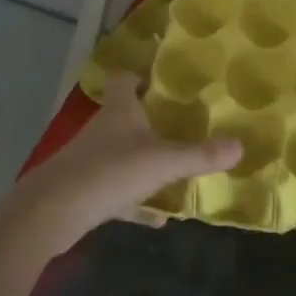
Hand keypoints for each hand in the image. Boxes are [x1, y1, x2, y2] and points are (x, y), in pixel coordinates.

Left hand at [17, 73, 241, 246]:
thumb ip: (201, 155)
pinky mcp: (85, 191)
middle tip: (179, 125)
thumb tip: (240, 145)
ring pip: (120, 155)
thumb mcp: (164, 162)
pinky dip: (137, 202)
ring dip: (143, 162)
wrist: (54, 211)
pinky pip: (117, 193)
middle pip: (123, 116)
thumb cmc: (111, 171)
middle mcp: (103, 130)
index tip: (158, 79)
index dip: (138, 76)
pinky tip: (159, 219)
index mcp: (119, 110)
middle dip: (148, 120)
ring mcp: (91, 161)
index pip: (123, 80)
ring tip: (175, 170)